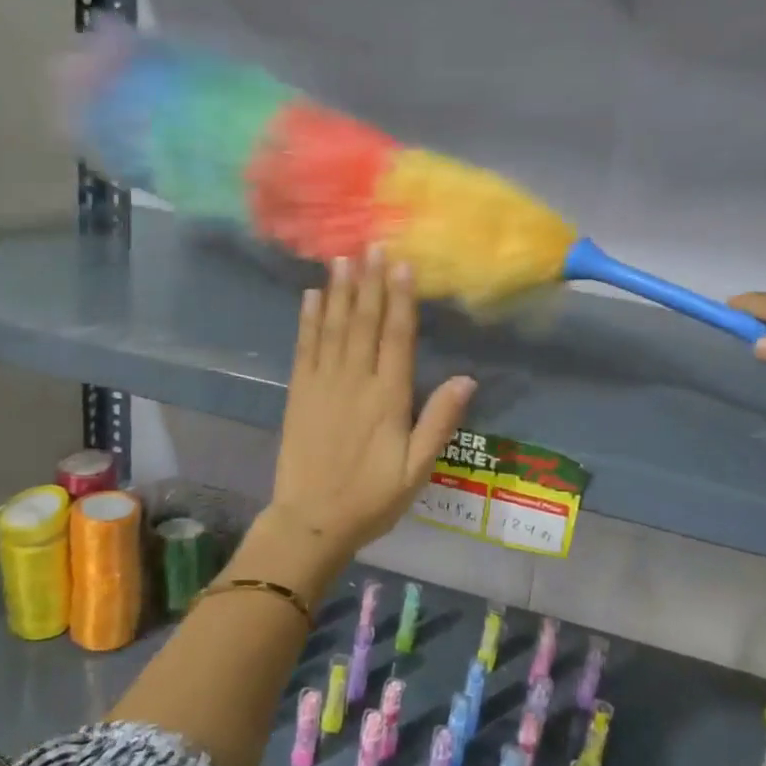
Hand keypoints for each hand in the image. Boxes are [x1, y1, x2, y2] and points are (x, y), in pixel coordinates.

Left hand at [265, 249, 474, 573]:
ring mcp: (322, 384)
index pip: (397, 337)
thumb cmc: (371, 498)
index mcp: (388, 398)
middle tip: (373, 245)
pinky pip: (304, 347)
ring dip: (340, 290)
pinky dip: (308, 319)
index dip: (400, 298)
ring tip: (344, 257)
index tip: (402, 264)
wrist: (312, 520)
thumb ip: (439, 422)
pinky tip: (312, 295)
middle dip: (370, 282)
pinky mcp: (299, 393)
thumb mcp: (416, 469)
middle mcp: (355, 381)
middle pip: (364, 322)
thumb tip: (467, 379)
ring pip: (333, 327)